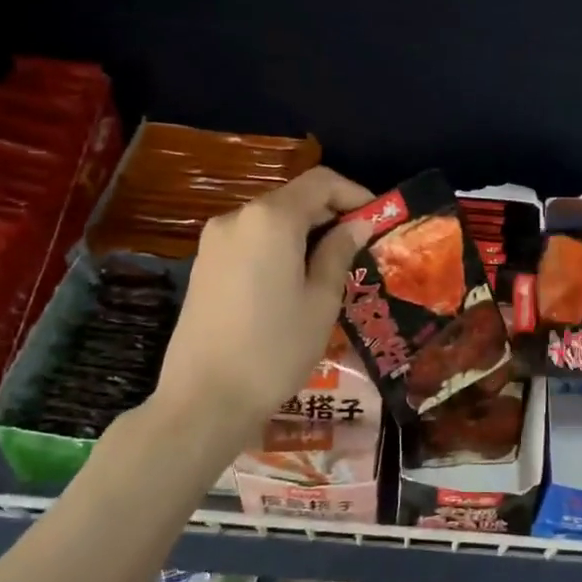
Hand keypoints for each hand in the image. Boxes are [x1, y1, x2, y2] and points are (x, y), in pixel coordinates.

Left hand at [153, 165, 373, 433]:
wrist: (204, 399)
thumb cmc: (275, 349)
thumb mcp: (321, 301)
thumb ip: (338, 253)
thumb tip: (355, 226)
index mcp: (271, 219)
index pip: (321, 182)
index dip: (354, 193)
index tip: (378, 219)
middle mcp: (238, 217)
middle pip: (293, 198)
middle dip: (330, 214)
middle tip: (361, 246)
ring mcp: (214, 241)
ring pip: (271, 221)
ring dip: (304, 233)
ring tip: (331, 267)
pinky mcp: (203, 265)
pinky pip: (250, 241)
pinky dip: (278, 248)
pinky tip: (294, 281)